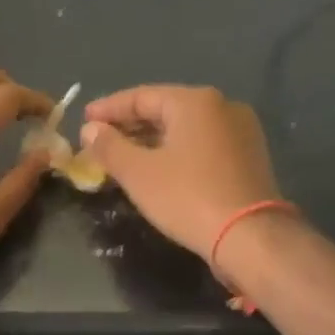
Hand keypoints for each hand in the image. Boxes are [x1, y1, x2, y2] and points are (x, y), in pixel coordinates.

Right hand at [81, 85, 282, 261]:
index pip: (140, 97)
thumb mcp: (138, 172)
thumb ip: (109, 146)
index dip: (108, 109)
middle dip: (129, 125)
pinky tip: (158, 167)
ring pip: (184, 128)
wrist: (251, 237)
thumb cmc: (187, 197)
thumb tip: (90, 129)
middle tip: (100, 140)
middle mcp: (222, 106)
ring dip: (152, 140)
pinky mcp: (249, 156)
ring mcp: (241, 131)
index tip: (84, 121)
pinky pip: (202, 144)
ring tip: (124, 156)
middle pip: (164, 109)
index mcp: (194, 101)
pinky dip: (176, 150)